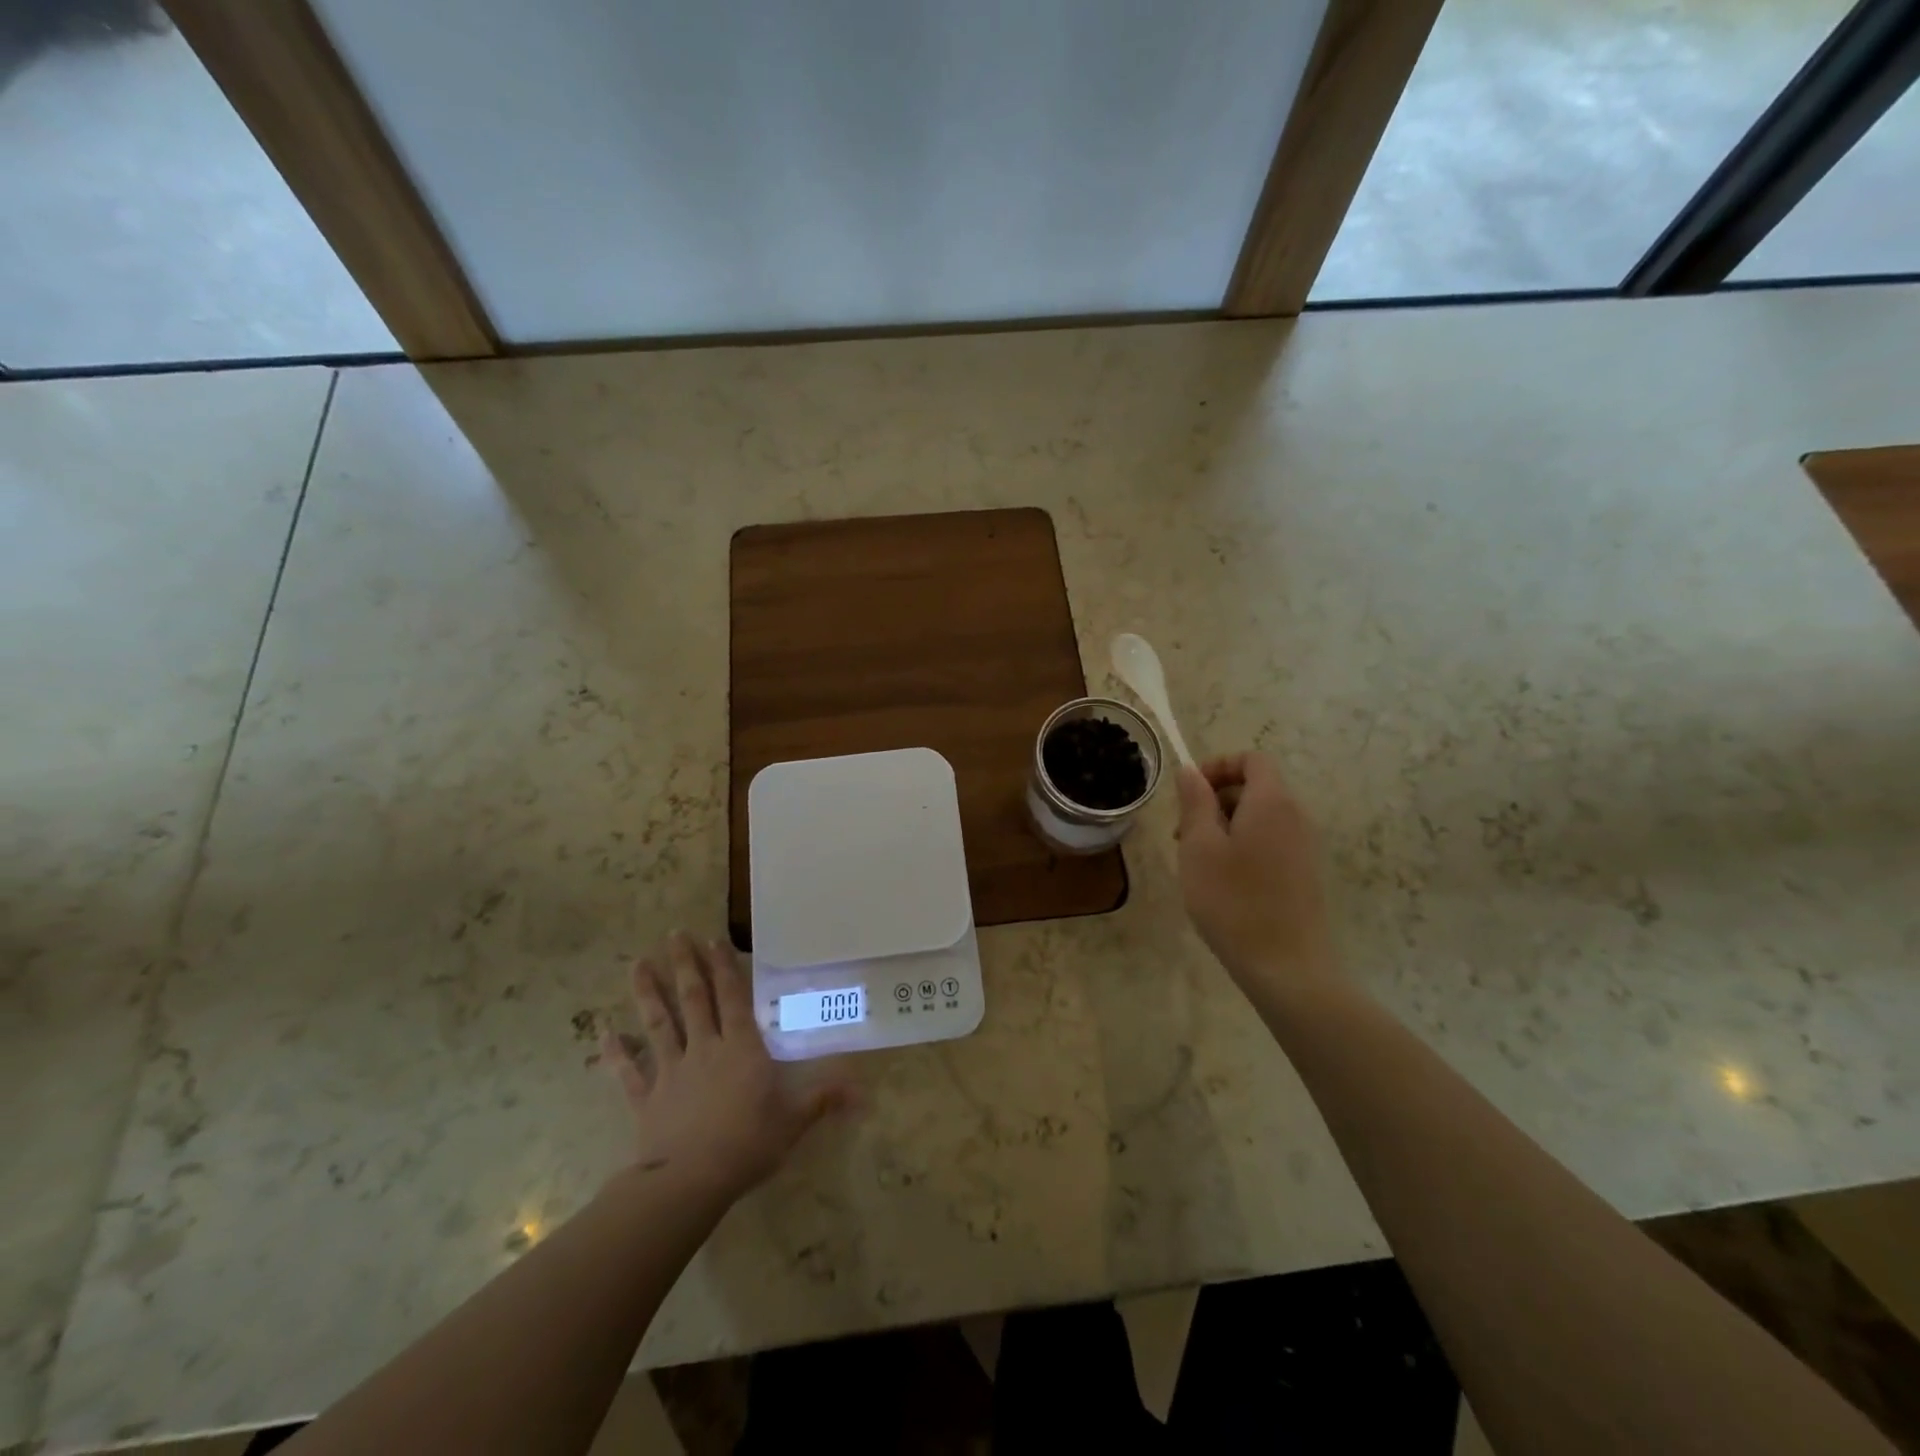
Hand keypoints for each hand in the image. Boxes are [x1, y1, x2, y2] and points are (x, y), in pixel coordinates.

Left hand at [601, 934, 853, 1207]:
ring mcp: (671, 1071)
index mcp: (741, 1048)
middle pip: (693, 999)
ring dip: (648, 994)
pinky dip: (615, 1052)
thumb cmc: (748, 1144)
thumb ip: (825, 1098)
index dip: (723, 967)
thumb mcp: (794, 1120)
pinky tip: (603, 1033)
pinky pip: (628, 1071)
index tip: (712, 939)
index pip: (732, 998)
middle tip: (673, 935)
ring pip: (659, 1024)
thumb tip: (865, 1090)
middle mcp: (705, 1049)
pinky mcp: (646, 1098)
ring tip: (637, 965)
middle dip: (684, 965)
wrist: (690, 1182)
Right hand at [1175, 753, 1338, 992]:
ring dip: (1225, 826)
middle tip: (1183, 834)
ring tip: (1198, 862)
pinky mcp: (1305, 873)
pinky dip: (1244, 846)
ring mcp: (1305, 847)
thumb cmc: (1234, 901)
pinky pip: (1271, 841)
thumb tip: (1191, 771)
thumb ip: (1195, 802)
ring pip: (1260, 817)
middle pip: (1255, 787)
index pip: (1252, 759)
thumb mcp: (1200, 847)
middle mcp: (1296, 816)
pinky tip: (1223, 882)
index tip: (1189, 793)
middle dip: (1215, 800)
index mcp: (1272, 802)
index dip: (1218, 766)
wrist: (1286, 967)